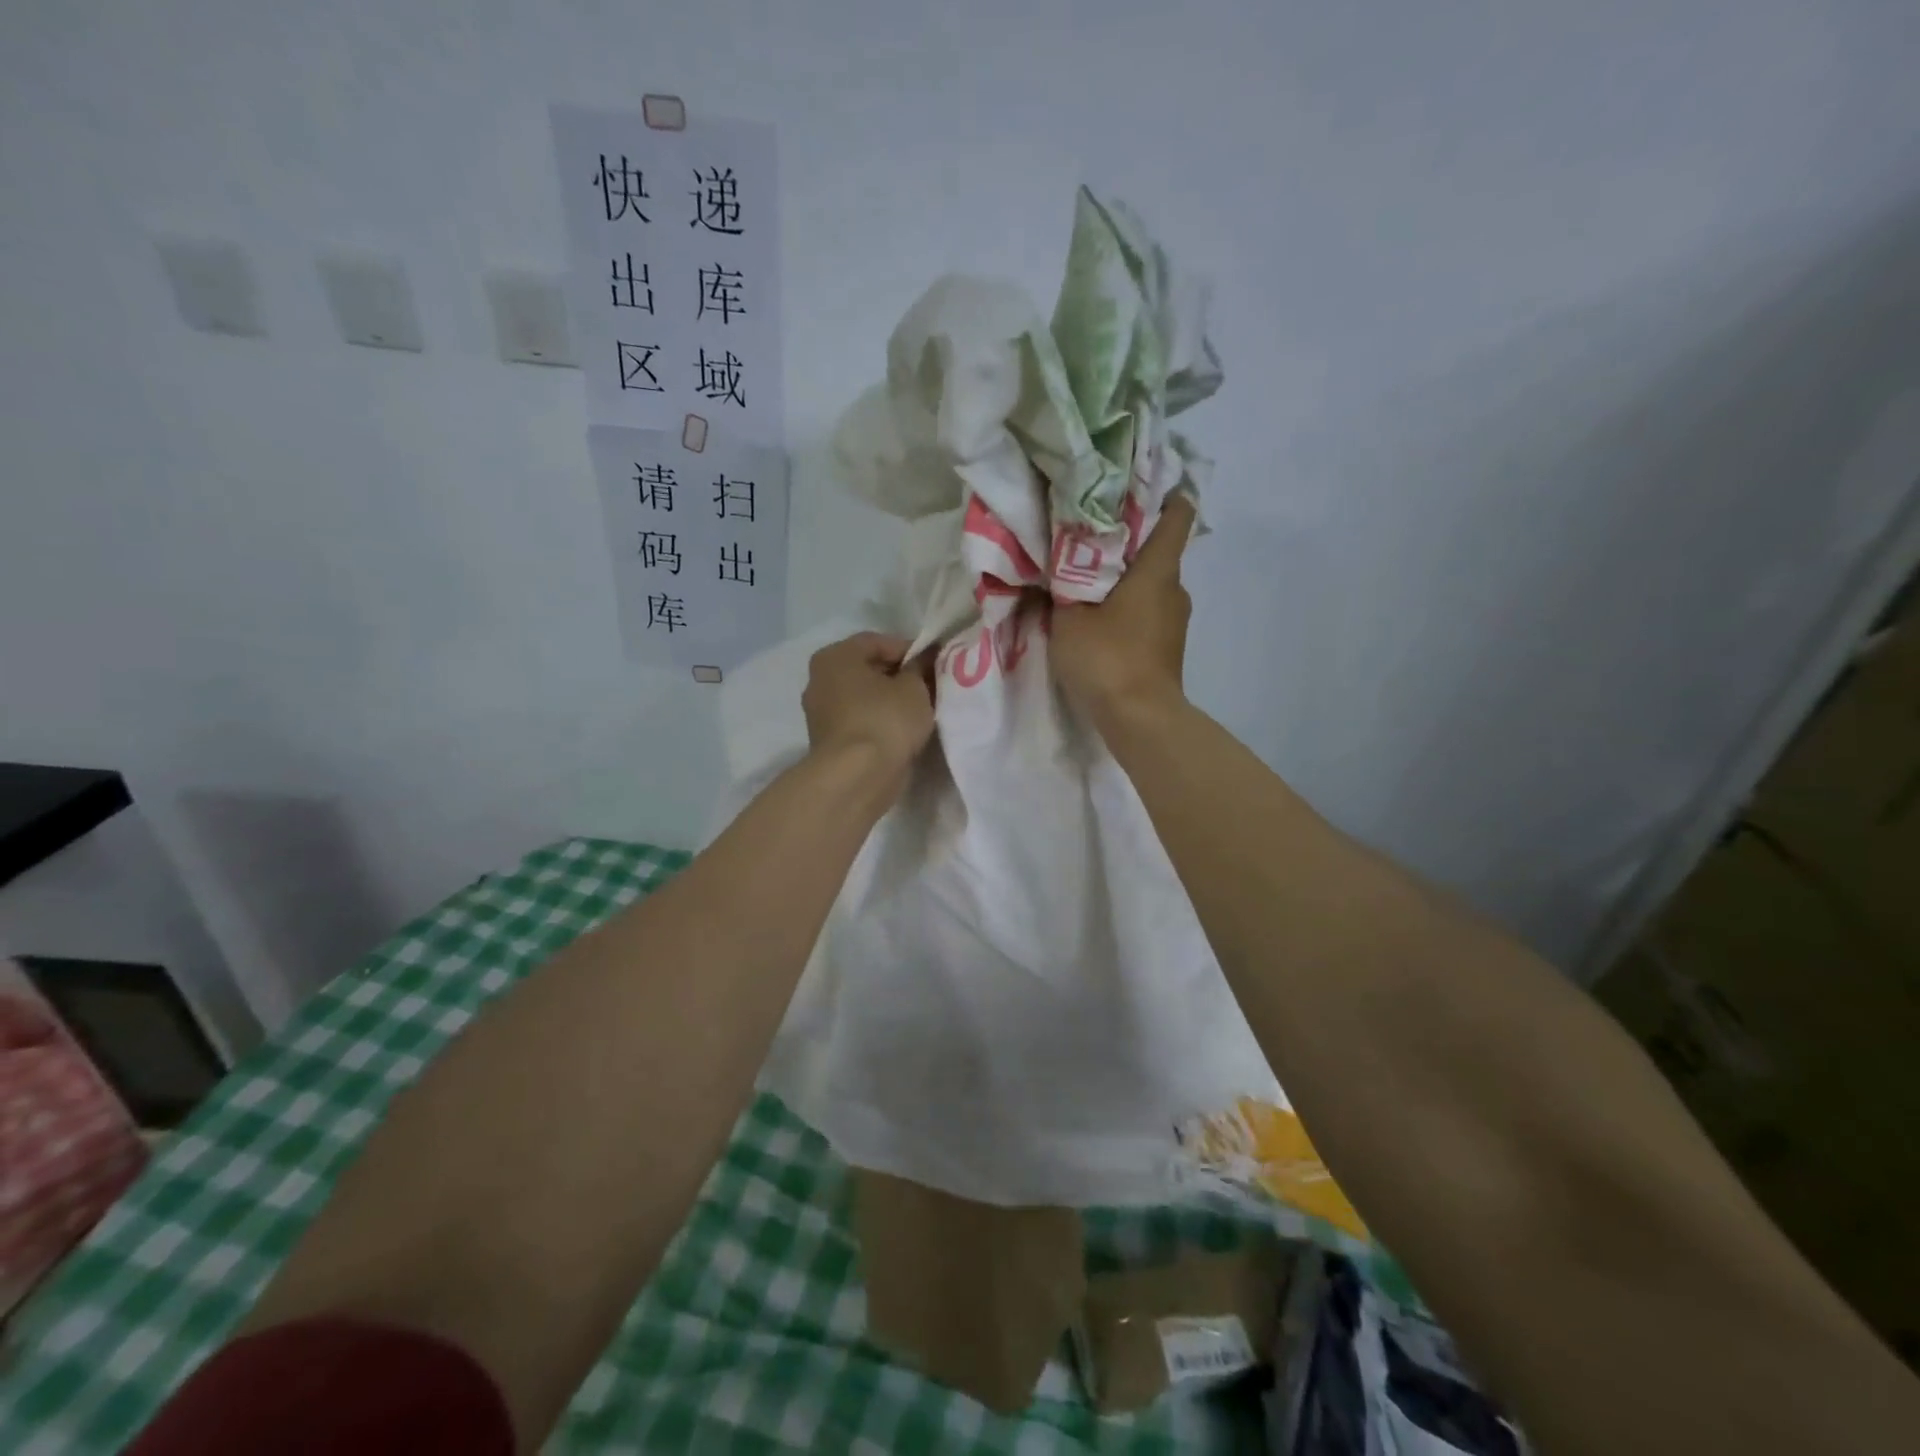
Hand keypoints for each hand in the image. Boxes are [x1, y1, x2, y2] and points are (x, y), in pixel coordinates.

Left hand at [803, 632, 936, 783]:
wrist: (857, 777)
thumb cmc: (885, 720)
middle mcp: (820, 680)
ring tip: (922, 709)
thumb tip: (924, 658)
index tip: (935, 663)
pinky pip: (861, 720)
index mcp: (835, 657)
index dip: (910, 649)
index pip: (877, 642)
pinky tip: (904, 730)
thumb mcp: (914, 687)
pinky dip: (880, 721)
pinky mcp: (829, 741)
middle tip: (931, 685)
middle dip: (900, 675)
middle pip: (868, 669)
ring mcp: (821, 713)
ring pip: (864, 697)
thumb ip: (920, 667)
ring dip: (891, 700)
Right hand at [1052, 493, 1195, 730]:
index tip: (1132, 489)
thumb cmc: (1107, 657)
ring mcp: (1175, 619)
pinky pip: (1148, 612)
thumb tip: (1049, 567)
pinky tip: (1098, 619)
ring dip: (1123, 579)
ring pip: (1150, 584)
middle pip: (1156, 550)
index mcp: (1157, 570)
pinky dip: (1127, 608)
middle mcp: (1175, 588)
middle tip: (1085, 538)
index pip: (1177, 515)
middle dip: (1125, 541)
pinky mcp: (1168, 646)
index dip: (1161, 495)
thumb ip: (1058, 588)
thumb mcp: (1067, 618)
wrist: (1139, 719)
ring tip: (1085, 582)